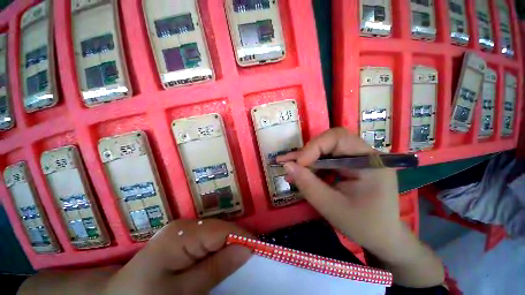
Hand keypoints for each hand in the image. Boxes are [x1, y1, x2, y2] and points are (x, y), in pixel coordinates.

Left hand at [104, 219, 251, 294]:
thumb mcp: (184, 291)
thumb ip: (216, 268)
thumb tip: (248, 249)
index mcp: (183, 234)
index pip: (223, 230)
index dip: (243, 238)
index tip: (259, 252)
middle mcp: (186, 225)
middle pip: (222, 228)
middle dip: (238, 242)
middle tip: (251, 259)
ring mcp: (184, 229)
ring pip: (218, 232)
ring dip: (230, 245)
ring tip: (238, 260)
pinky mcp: (183, 236)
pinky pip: (209, 237)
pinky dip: (219, 247)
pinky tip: (221, 258)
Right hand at [277, 128, 403, 258]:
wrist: (382, 238)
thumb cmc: (363, 226)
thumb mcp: (331, 207)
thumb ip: (308, 184)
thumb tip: (287, 165)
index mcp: (370, 161)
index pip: (338, 138)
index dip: (314, 147)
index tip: (298, 164)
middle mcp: (364, 154)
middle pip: (329, 142)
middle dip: (307, 153)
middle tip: (287, 164)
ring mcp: (356, 159)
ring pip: (324, 150)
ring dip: (306, 160)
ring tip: (289, 170)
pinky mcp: (349, 166)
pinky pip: (326, 160)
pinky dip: (311, 167)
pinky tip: (300, 175)